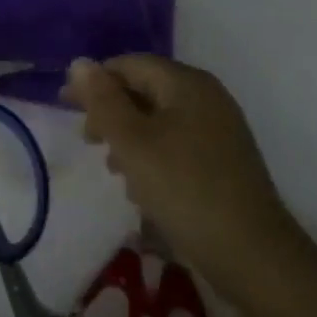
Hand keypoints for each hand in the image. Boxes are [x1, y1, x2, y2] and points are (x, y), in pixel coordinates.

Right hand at [63, 55, 308, 298]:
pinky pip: (176, 144)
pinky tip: (141, 188)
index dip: (95, 80)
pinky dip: (152, 157)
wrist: (251, 254)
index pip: (131, 64)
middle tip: (87, 140)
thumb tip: (80, 62)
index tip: (65, 105)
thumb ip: (103, 101)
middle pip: (146, 90)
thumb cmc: (184, 188)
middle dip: (111, 112)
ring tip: (112, 168)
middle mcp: (206, 97)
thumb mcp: (133, 143)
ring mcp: (218, 130)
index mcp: (187, 83)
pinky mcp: (222, 161)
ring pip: (159, 120)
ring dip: (129, 138)